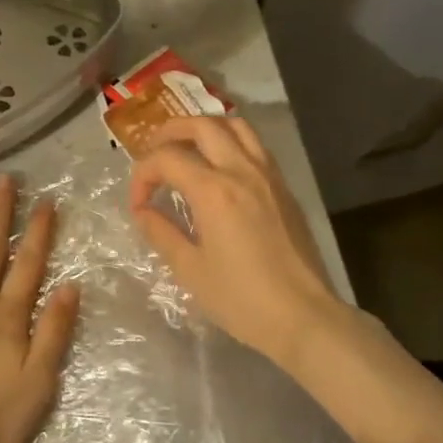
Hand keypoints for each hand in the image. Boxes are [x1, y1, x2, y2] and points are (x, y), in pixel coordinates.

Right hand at [129, 117, 349, 365]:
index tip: (138, 204)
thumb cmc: (241, 299)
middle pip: (202, 126)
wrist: (304, 317)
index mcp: (214, 191)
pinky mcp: (284, 189)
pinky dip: (231, 143)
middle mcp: (242, 171)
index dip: (142, 175)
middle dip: (170, 132)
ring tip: (187, 148)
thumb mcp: (190, 269)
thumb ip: (161, 232)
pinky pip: (255, 147)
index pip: (167, 159)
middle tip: (153, 151)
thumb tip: (143, 211)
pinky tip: (220, 169)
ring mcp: (268, 176)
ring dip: (205, 129)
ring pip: (236, 126)